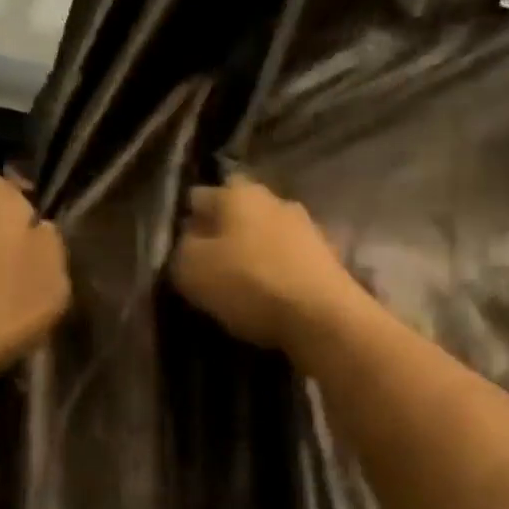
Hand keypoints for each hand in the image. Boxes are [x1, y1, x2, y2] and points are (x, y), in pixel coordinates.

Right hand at [170, 174, 363, 352]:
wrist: (323, 315)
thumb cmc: (250, 284)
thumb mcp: (192, 270)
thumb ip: (182, 250)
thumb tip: (189, 242)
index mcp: (238, 193)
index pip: (199, 196)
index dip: (186, 221)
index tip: (180, 249)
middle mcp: (275, 199)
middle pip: (238, 212)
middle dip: (224, 234)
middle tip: (210, 266)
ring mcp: (307, 226)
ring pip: (268, 234)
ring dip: (255, 252)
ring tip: (242, 284)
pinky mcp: (328, 256)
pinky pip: (291, 258)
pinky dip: (280, 271)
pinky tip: (273, 294)